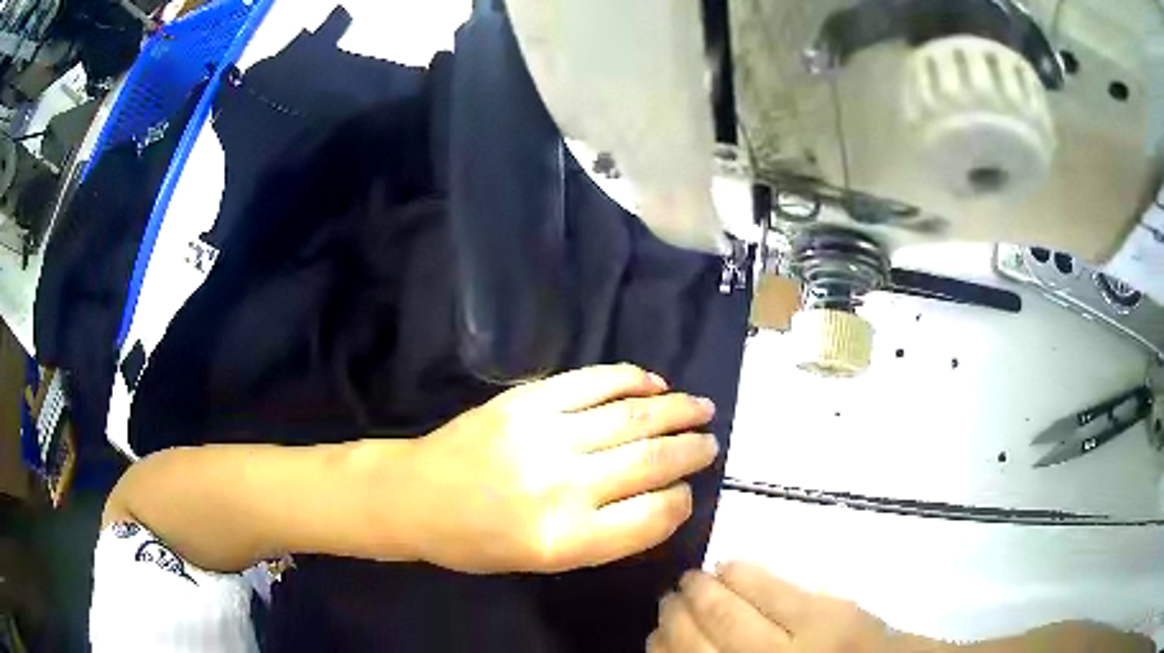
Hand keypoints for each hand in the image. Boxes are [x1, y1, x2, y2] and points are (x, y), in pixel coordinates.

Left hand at [393, 364, 718, 573]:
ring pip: (631, 417)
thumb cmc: (477, 542)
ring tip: (702, 408)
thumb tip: (661, 500)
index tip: (688, 492)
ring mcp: (544, 435)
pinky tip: (654, 383)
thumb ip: (605, 536)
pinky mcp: (527, 400)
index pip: (650, 517)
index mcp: (564, 540)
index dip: (680, 502)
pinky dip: (630, 379)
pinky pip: (592, 382)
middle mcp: (562, 486)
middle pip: (649, 461)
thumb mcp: (543, 562)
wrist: (415, 495)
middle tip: (712, 442)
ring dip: (676, 410)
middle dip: (690, 451)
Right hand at [649, 563, 1153, 652]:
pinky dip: (744, 575)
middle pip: (695, 641)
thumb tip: (688, 650)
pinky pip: (773, 589)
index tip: (651, 634)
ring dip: (701, 592)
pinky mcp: (827, 613)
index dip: (660, 648)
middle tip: (667, 598)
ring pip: (727, 613)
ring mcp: (793, 643)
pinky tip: (730, 566)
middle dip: (674, 617)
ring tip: (691, 579)